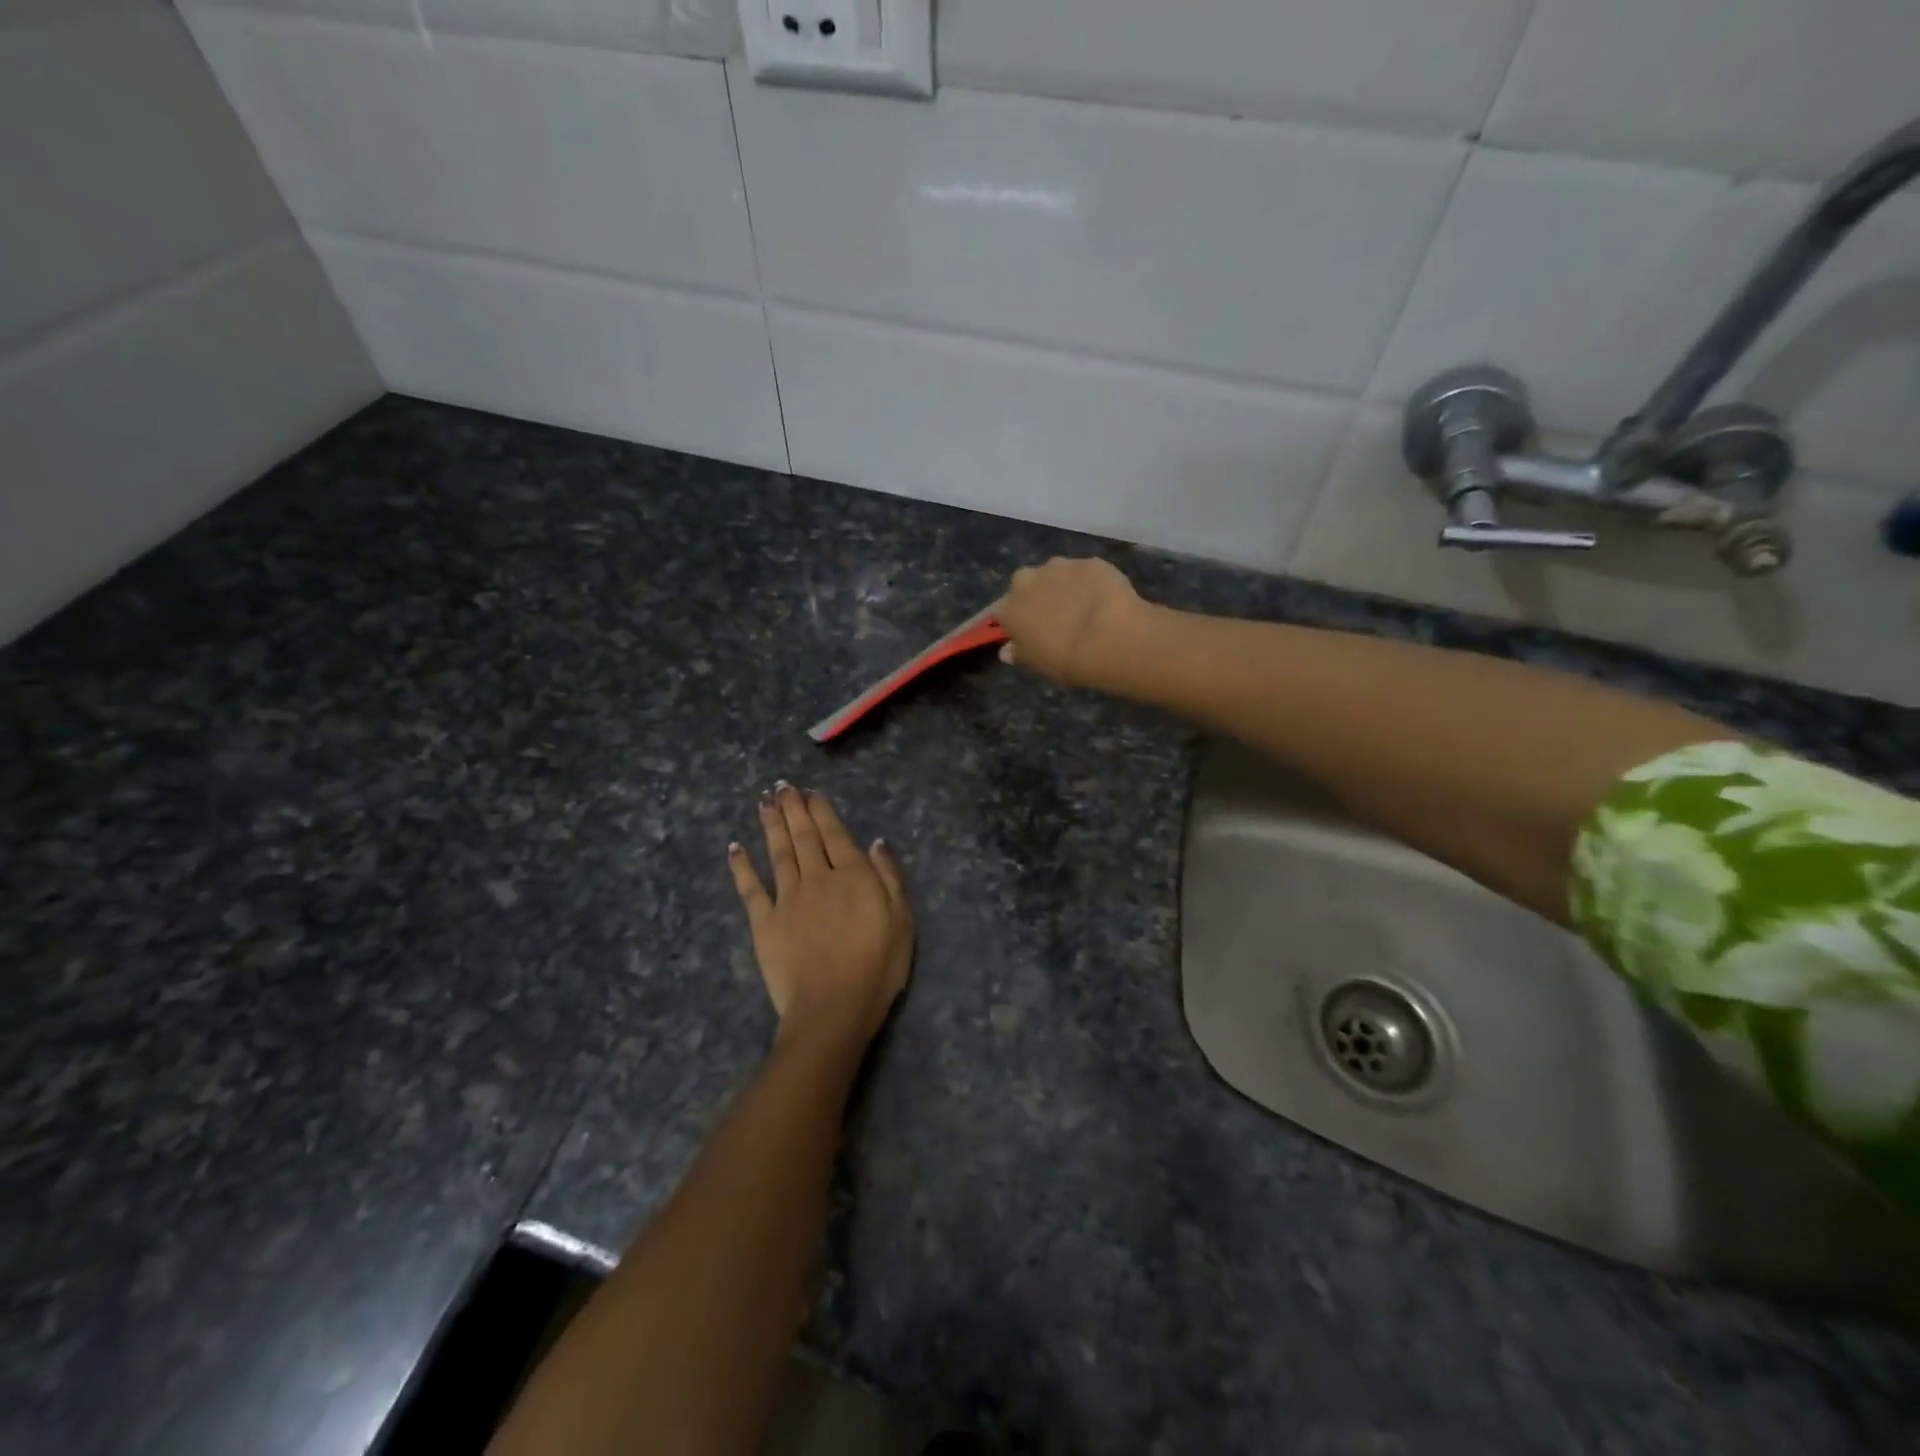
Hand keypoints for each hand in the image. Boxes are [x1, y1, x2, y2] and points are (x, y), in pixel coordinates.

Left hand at [728, 784, 913, 1049]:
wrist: (832, 1008)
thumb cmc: (877, 967)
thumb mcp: (902, 920)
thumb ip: (889, 877)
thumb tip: (876, 842)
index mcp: (853, 876)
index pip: (835, 834)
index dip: (822, 811)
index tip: (810, 792)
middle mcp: (818, 878)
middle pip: (804, 837)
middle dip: (793, 809)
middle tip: (782, 786)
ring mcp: (788, 899)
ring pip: (778, 853)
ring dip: (771, 826)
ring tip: (764, 802)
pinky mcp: (764, 923)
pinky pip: (751, 889)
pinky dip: (742, 867)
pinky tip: (736, 848)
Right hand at [992, 556, 1146, 689]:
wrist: (1109, 639)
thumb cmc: (1065, 660)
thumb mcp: (1037, 664)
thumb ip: (1020, 653)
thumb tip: (1007, 650)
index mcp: (1009, 608)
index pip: (1000, 612)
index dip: (1013, 621)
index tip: (1024, 632)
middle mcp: (1028, 580)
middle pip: (1024, 583)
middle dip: (1034, 594)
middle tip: (1052, 615)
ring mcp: (1060, 567)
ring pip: (1055, 573)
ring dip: (1062, 585)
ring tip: (1081, 607)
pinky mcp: (1090, 562)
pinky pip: (1086, 572)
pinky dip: (1090, 583)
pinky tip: (1104, 600)